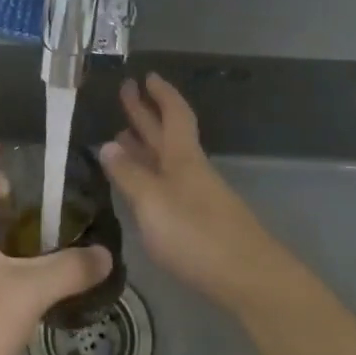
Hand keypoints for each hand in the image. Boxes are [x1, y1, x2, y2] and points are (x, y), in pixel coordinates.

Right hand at [100, 74, 284, 313]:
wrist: (249, 279)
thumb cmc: (196, 234)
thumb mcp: (152, 201)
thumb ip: (128, 175)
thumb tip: (106, 145)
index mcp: (182, 157)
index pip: (173, 114)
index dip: (161, 94)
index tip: (146, 76)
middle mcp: (190, 169)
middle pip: (167, 133)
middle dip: (146, 113)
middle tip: (125, 91)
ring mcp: (197, 195)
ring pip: (166, 160)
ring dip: (144, 145)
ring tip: (120, 136)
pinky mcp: (198, 221)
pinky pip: (167, 183)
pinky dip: (149, 175)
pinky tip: (138, 184)